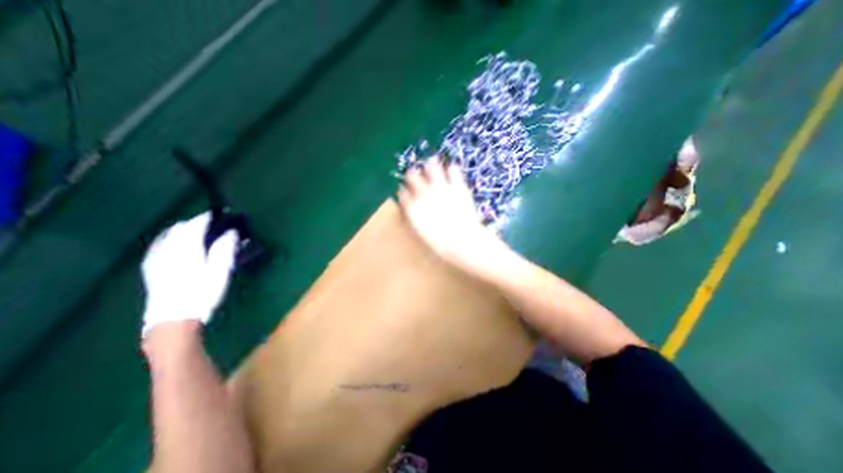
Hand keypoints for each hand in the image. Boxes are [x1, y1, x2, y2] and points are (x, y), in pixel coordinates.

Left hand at [140, 212, 237, 337]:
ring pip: (168, 235)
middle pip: (180, 228)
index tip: (223, 213)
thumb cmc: (202, 293)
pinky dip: (171, 239)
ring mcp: (156, 258)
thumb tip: (231, 232)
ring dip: (183, 230)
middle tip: (213, 223)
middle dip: (196, 222)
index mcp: (186, 248)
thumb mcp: (220, 271)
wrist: (173, 319)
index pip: (196, 224)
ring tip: (198, 232)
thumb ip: (225, 249)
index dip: (209, 217)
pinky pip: (159, 245)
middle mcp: (167, 249)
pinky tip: (177, 244)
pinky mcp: (151, 267)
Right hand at [398, 160, 505, 276]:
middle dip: (413, 175)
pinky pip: (453, 169)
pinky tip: (452, 172)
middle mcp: (423, 193)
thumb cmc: (440, 243)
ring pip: (431, 165)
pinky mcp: (458, 186)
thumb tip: (411, 206)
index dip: (404, 190)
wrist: (463, 241)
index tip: (407, 191)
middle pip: (412, 175)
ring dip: (430, 166)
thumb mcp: (422, 232)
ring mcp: (441, 187)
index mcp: (412, 206)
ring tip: (433, 165)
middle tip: (417, 176)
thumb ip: (415, 217)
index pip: (402, 192)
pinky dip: (452, 169)